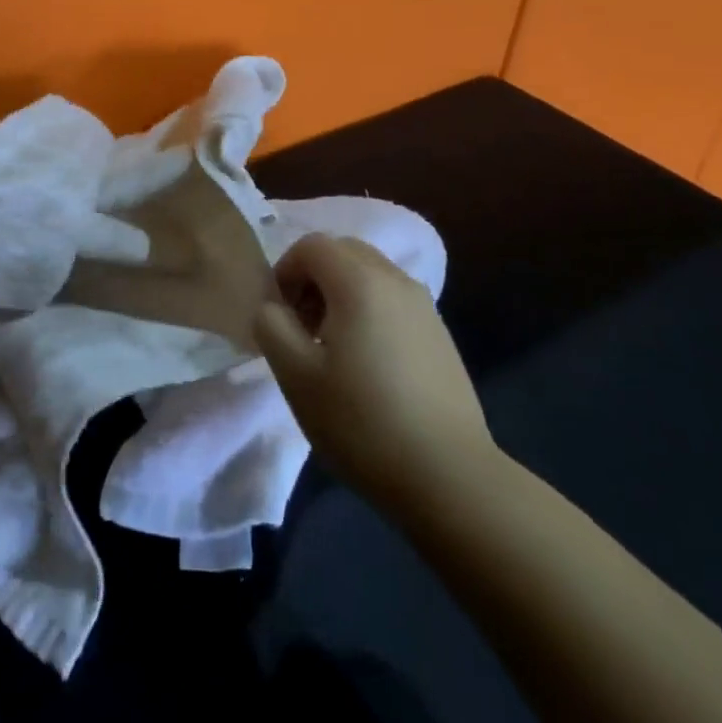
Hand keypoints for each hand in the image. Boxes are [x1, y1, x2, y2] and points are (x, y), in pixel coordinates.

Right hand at [255, 233, 496, 520]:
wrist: (450, 477)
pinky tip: (369, 365)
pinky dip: (370, 311)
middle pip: (343, 252)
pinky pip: (393, 300)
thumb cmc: (362, 422)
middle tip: (302, 327)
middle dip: (314, 278)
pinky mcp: (440, 333)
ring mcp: (424, 304)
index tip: (279, 316)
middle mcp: (394, 278)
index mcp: (358, 280)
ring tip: (333, 349)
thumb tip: (272, 306)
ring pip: (370, 274)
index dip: (285, 271)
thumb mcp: (296, 376)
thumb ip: (271, 326)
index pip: (311, 245)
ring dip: (342, 294)